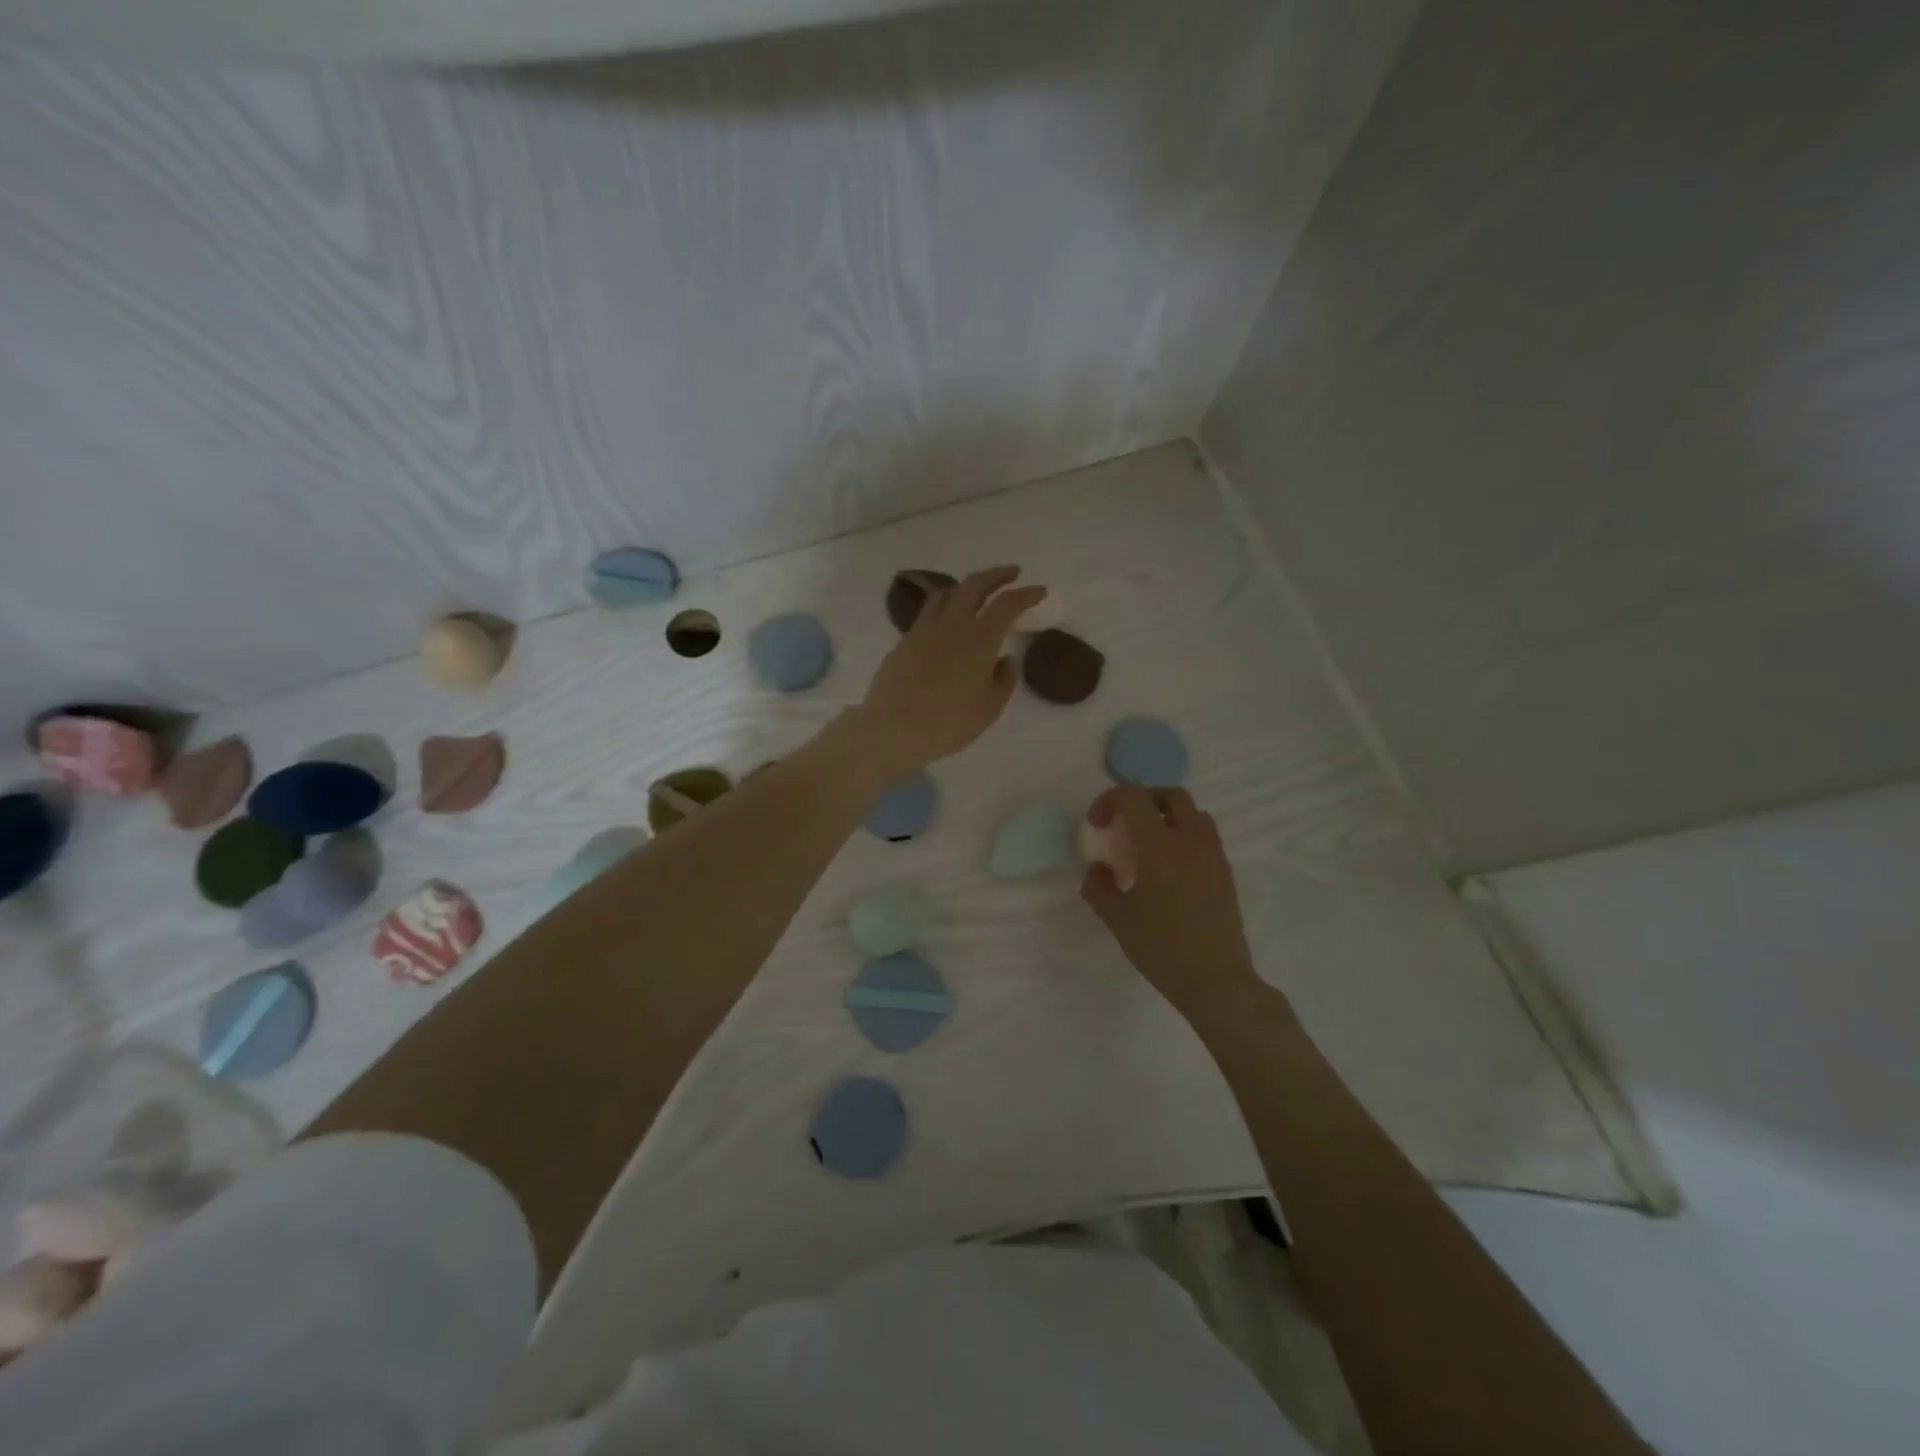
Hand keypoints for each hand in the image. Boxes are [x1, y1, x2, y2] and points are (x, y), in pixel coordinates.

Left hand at [854, 566, 1046, 773]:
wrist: (893, 727)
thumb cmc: (950, 721)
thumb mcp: (990, 707)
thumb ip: (1003, 679)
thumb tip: (1004, 659)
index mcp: (980, 638)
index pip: (1008, 604)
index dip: (1026, 594)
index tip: (1039, 590)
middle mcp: (952, 624)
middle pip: (975, 585)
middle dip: (996, 575)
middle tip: (1012, 573)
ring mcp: (924, 630)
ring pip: (946, 593)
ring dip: (966, 587)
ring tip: (975, 594)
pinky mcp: (904, 641)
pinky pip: (928, 613)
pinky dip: (944, 607)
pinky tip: (946, 623)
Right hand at [1080, 786, 1262, 1021]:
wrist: (1216, 980)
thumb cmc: (1161, 948)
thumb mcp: (1116, 918)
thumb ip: (1098, 886)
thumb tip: (1099, 868)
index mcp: (1160, 845)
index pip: (1133, 798)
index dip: (1109, 801)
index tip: (1097, 824)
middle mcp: (1191, 840)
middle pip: (1170, 795)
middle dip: (1143, 799)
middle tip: (1124, 823)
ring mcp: (1214, 854)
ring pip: (1193, 813)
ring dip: (1167, 816)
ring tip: (1148, 844)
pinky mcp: (1226, 872)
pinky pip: (1205, 836)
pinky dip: (1184, 836)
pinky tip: (1169, 869)